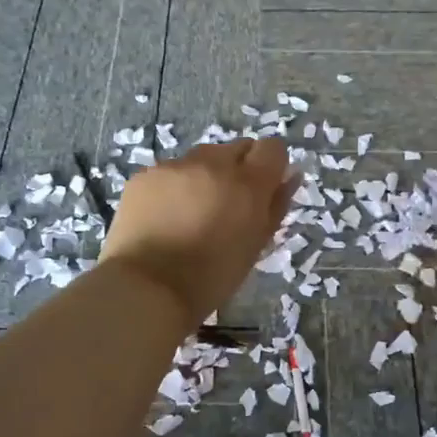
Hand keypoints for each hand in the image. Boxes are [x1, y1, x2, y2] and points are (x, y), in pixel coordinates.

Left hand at [99, 138, 294, 327]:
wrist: (146, 288)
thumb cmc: (212, 276)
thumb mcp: (255, 245)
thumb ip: (276, 205)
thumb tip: (290, 176)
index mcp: (248, 183)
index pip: (273, 148)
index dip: (271, 165)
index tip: (264, 188)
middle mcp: (213, 163)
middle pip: (237, 148)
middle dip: (238, 169)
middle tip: (227, 205)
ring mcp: (176, 166)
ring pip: (201, 158)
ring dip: (205, 176)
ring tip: (192, 213)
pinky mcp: (146, 175)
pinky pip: (170, 171)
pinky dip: (173, 186)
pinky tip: (164, 217)